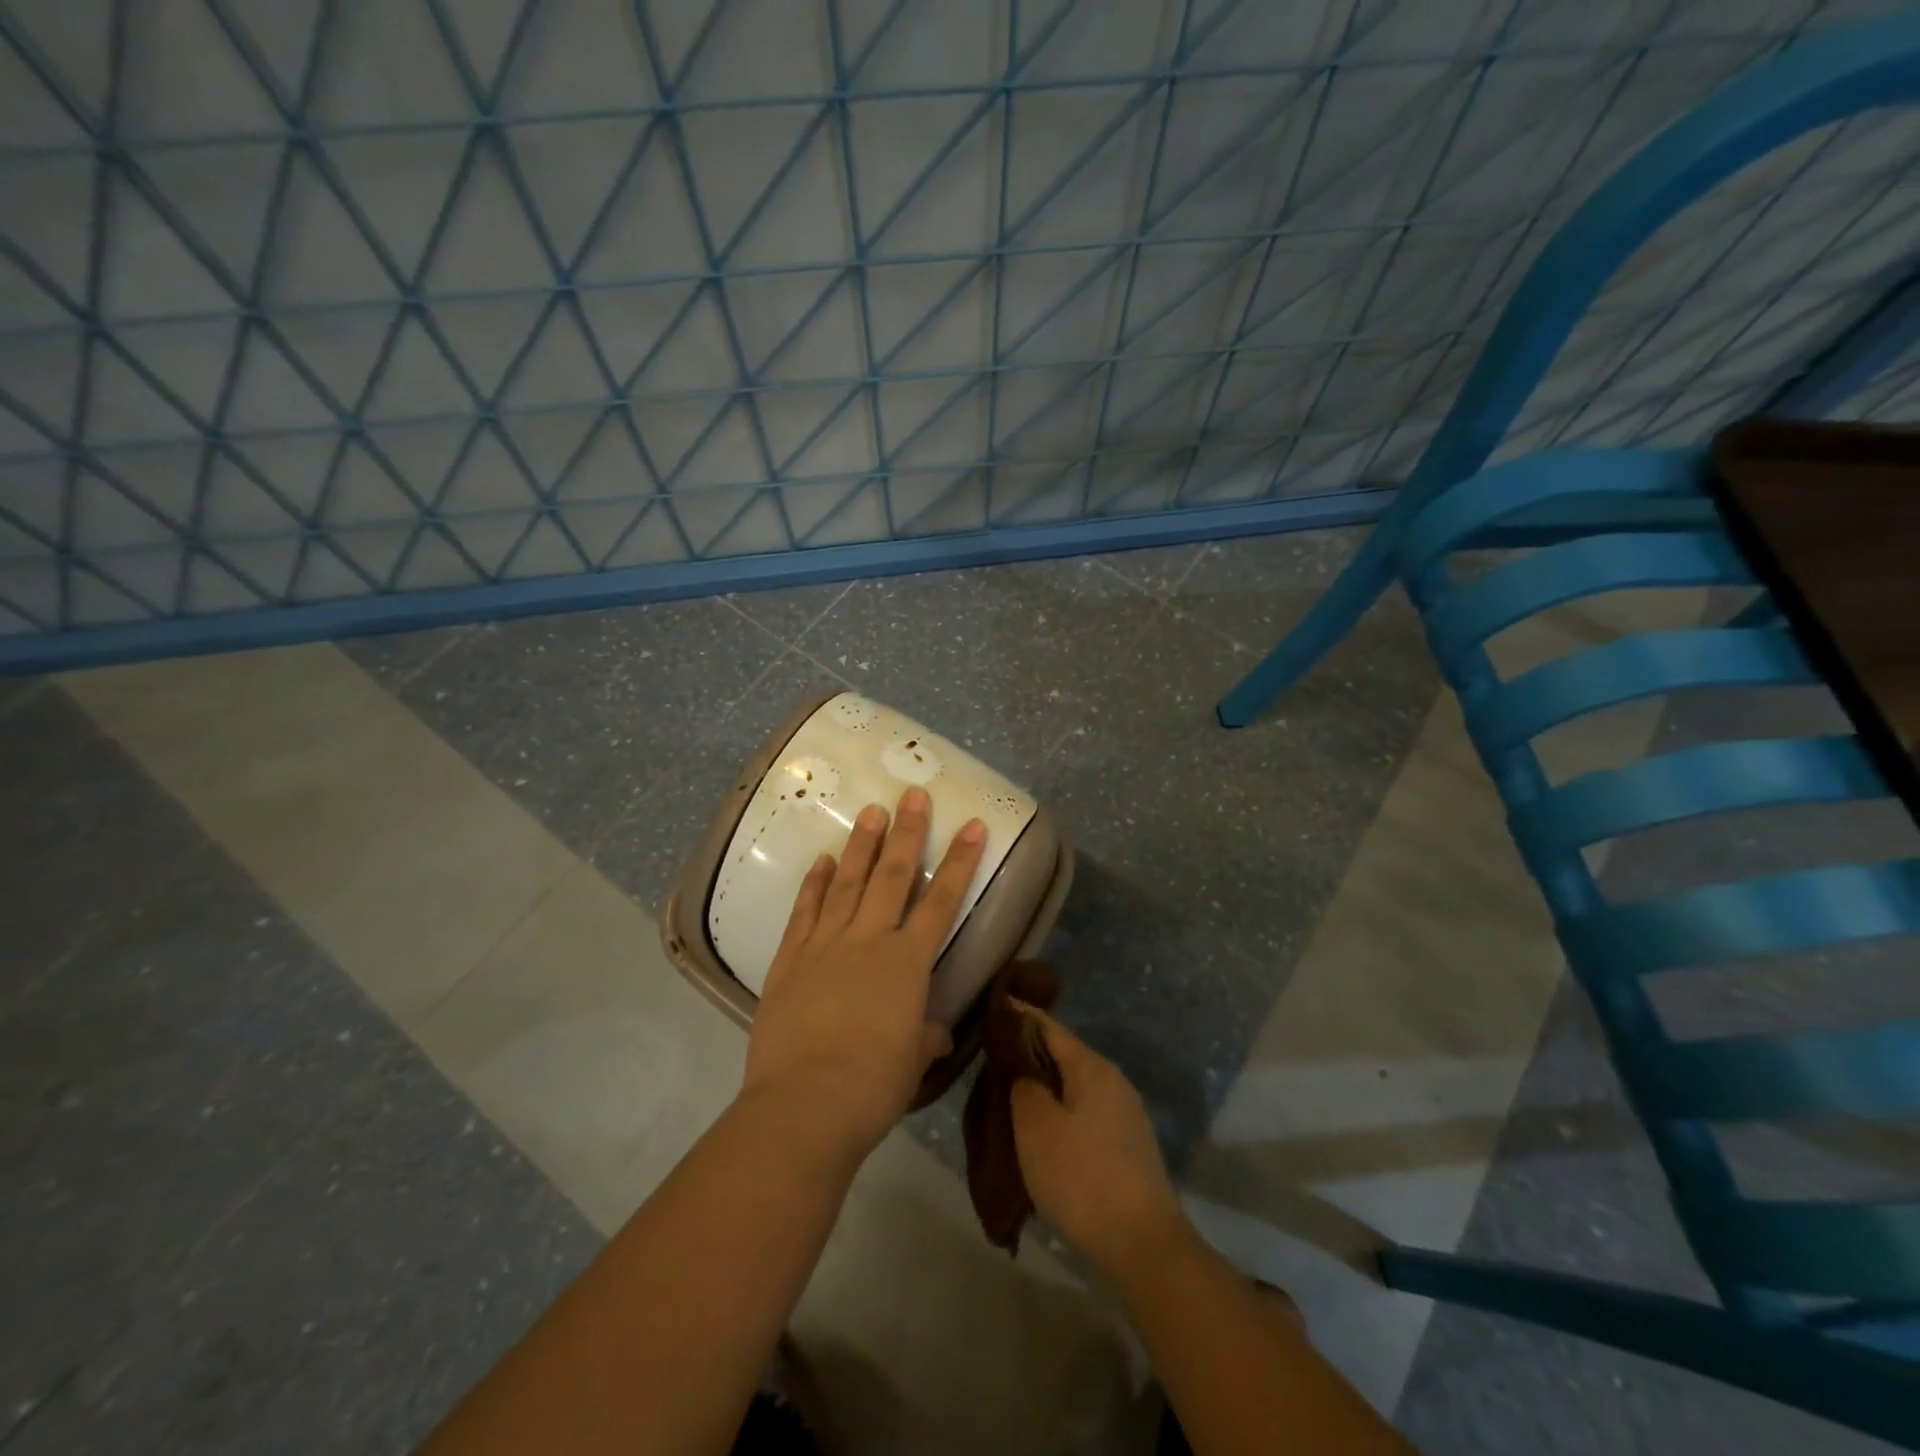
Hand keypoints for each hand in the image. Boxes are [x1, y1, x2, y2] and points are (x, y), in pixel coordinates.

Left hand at [741, 787, 986, 1161]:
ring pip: (847, 883)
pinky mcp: (790, 959)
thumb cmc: (872, 1086)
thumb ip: (924, 1036)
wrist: (804, 1104)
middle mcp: (868, 941)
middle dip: (907, 833)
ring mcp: (825, 945)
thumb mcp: (912, 1062)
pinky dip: (814, 883)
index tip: (972, 825)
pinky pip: (805, 911)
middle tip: (912, 794)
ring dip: (862, 846)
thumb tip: (934, 1032)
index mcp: (907, 963)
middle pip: (892, 876)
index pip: (942, 901)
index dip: (960, 862)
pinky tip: (822, 861)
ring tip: (871, 812)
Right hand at [1010, 1010, 1189, 1280]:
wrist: (1144, 1244)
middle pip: (1064, 1054)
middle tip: (993, 1056)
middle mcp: (1113, 1080)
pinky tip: (1043, 1130)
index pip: (1049, 1027)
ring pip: (1075, 1085)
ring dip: (1045, 1085)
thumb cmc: (1082, 1177)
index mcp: (1092, 1067)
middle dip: (1030, 1052)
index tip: (993, 1006)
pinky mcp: (1129, 1144)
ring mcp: (1126, 1113)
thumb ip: (1024, 1087)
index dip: (1020, 1015)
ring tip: (1012, 1093)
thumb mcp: (1036, 1127)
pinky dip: (1061, 1110)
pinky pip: (1086, 1111)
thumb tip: (1025, 1074)